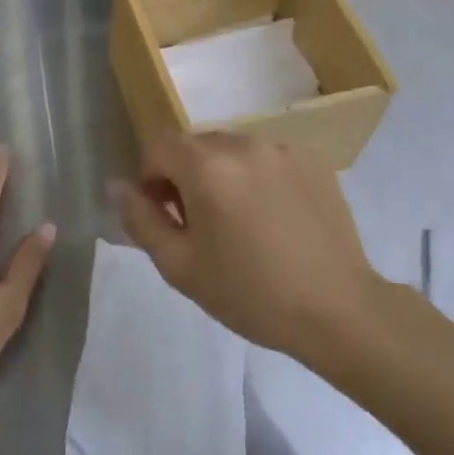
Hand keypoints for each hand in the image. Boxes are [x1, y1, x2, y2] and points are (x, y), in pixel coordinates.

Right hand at [111, 131, 380, 359]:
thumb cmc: (249, 293)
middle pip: (196, 145)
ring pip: (233, 150)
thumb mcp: (180, 265)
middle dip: (185, 176)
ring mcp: (284, 150)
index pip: (159, 145)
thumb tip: (116, 185)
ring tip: (240, 224)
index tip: (166, 216)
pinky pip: (267, 159)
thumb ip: (140, 219)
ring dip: (222, 176)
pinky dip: (257, 179)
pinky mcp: (314, 163)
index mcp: (208, 166)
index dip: (151, 177)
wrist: (337, 310)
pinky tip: (273, 221)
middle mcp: (245, 144)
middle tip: (200, 226)